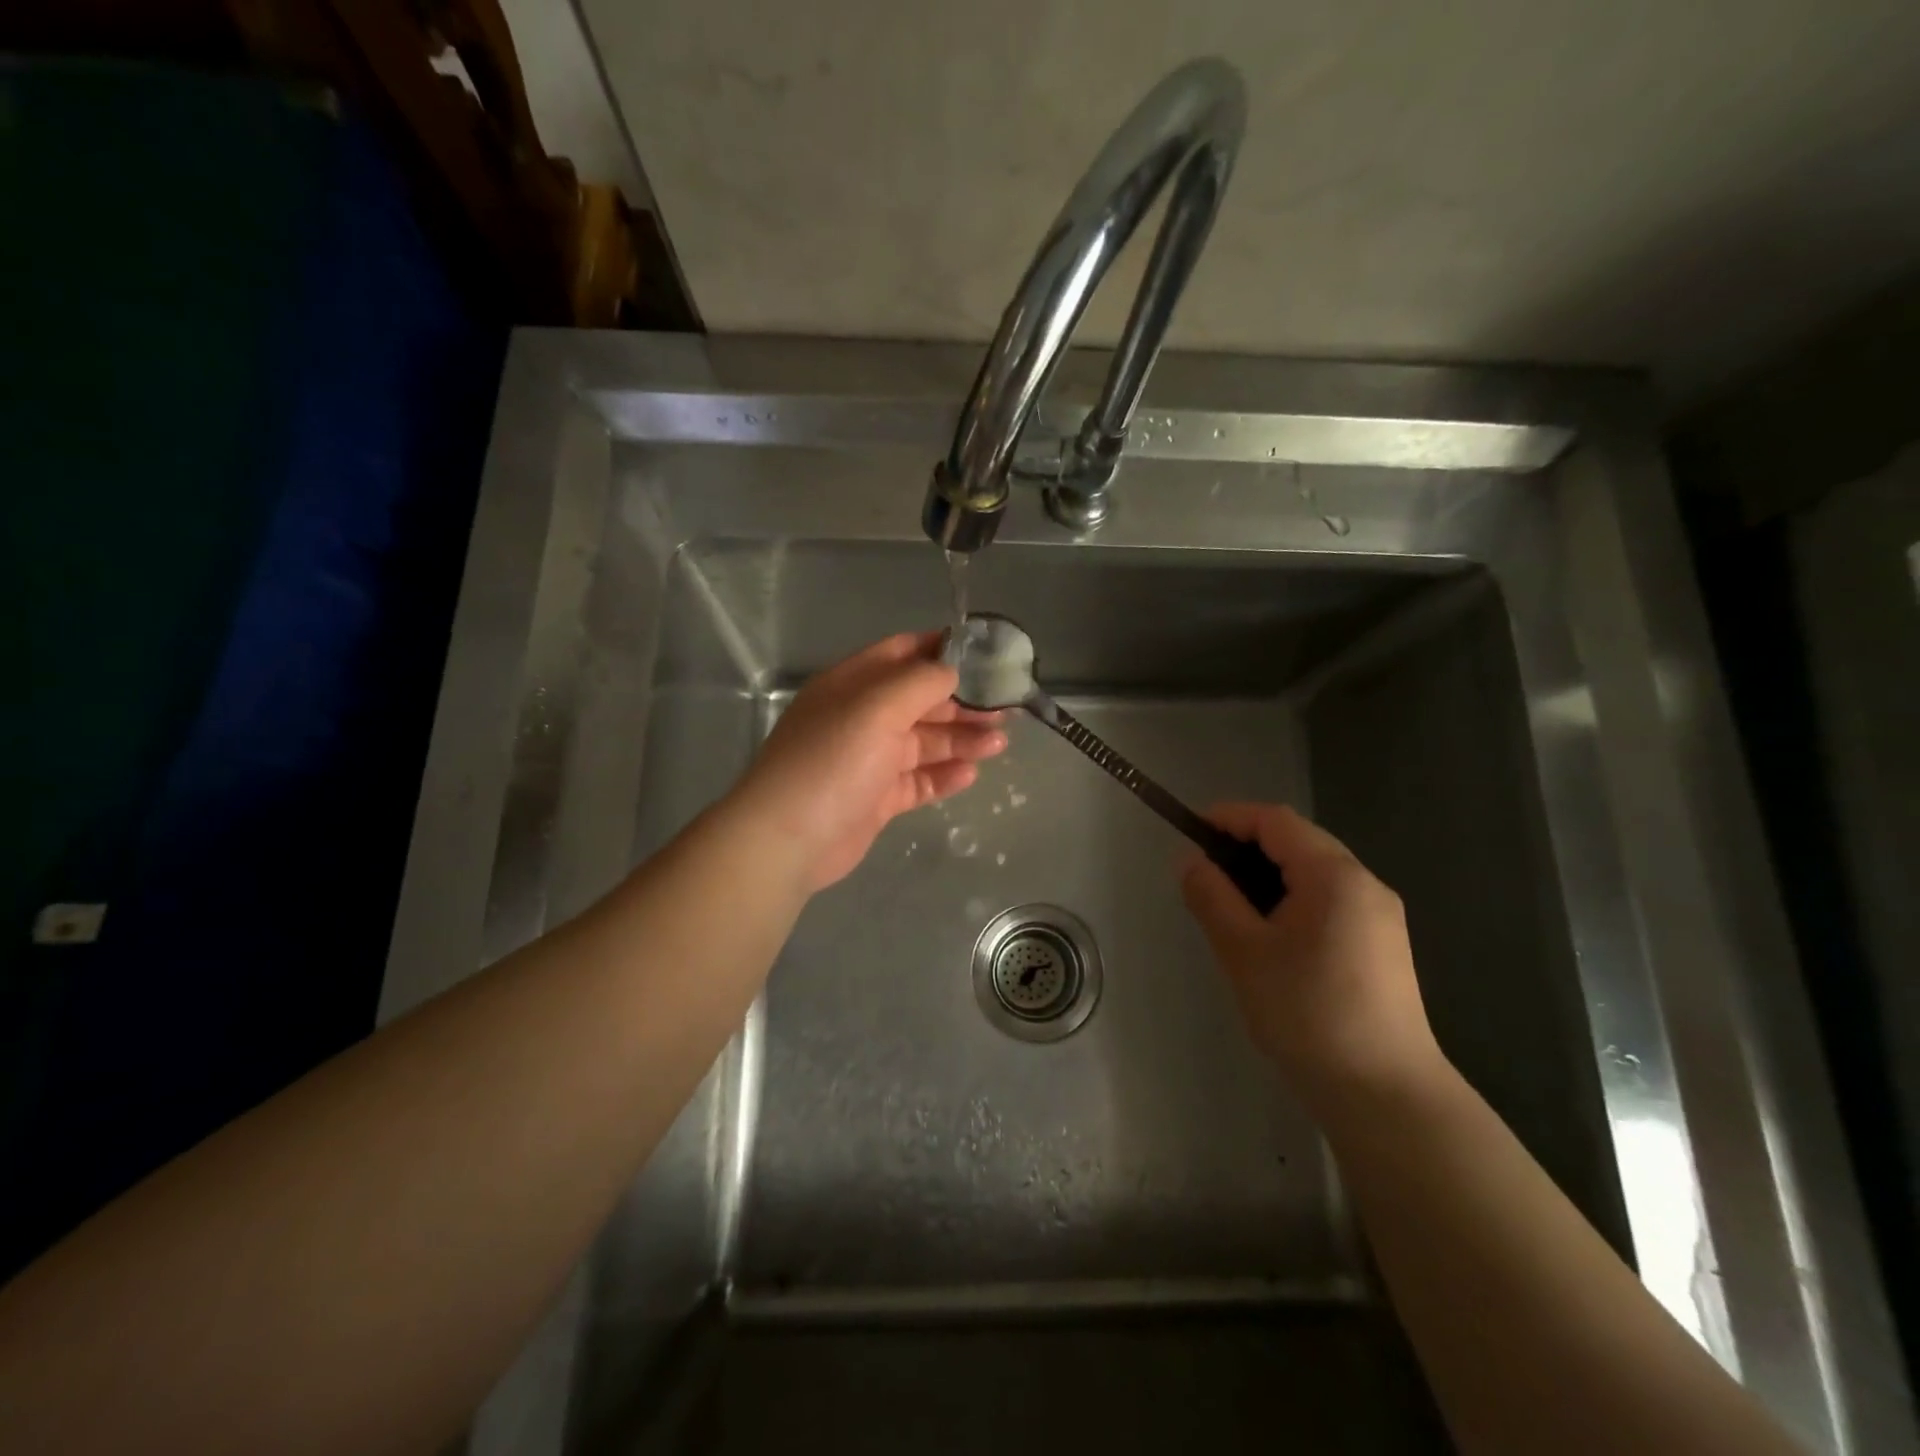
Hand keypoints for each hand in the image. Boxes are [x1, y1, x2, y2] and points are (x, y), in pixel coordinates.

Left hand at [732, 633, 1006, 890]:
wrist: (788, 839)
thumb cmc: (832, 761)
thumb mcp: (877, 707)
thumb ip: (920, 682)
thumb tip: (952, 669)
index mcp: (853, 684)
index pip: (903, 653)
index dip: (943, 650)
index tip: (987, 655)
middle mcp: (862, 717)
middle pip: (921, 701)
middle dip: (963, 702)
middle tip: (1006, 709)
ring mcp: (869, 760)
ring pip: (924, 742)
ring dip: (961, 740)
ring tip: (999, 743)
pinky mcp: (877, 798)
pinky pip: (918, 780)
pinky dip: (944, 775)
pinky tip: (970, 774)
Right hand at [1180, 803, 1445, 1110]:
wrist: (1384, 1094)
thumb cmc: (1307, 1014)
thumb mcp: (1244, 952)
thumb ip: (1212, 897)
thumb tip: (1191, 861)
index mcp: (1335, 876)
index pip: (1276, 821)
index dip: (1230, 816)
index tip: (1190, 830)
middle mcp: (1366, 884)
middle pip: (1299, 842)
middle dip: (1248, 845)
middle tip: (1205, 872)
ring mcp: (1380, 916)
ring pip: (1315, 873)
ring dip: (1269, 874)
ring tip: (1230, 904)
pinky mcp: (1383, 946)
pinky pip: (1330, 901)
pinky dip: (1293, 899)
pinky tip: (1271, 935)